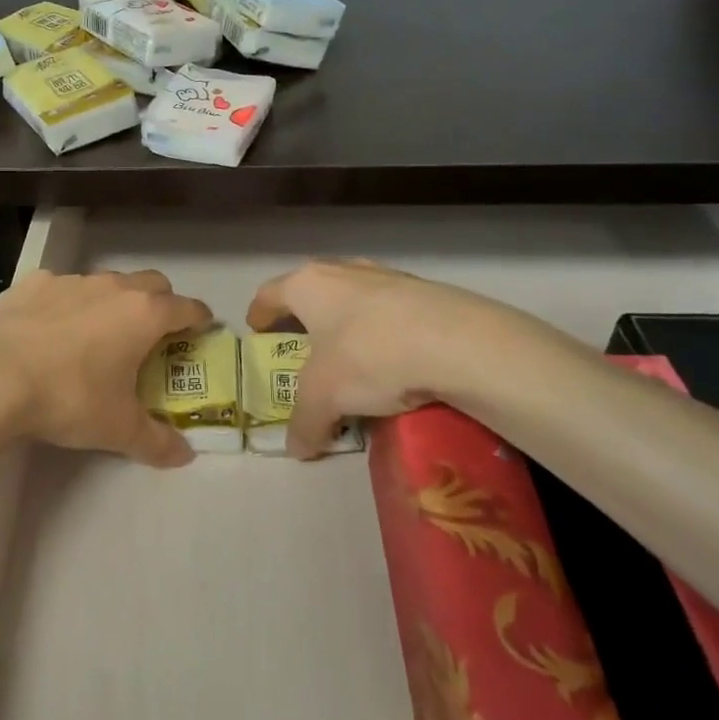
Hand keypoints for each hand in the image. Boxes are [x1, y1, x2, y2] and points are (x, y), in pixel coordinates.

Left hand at [0, 269, 212, 467]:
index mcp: (143, 315)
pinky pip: (61, 288)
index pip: (187, 308)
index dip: (199, 320)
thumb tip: (184, 456)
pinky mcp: (32, 283)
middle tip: (152, 335)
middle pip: (152, 283)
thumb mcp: (116, 428)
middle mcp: (112, 287)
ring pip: (106, 283)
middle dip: (160, 303)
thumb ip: (156, 441)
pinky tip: (49, 331)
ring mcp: (70, 280)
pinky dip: (67, 304)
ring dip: (112, 302)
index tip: (202, 331)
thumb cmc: (67, 397)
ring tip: (97, 335)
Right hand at [247, 259, 551, 458]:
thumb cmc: (370, 356)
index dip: (259, 314)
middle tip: (302, 344)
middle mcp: (343, 270)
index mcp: (308, 284)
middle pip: (312, 290)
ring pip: (354, 296)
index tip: (257, 331)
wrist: (461, 343)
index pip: (270, 294)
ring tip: (351, 354)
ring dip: (346, 321)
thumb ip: (304, 422)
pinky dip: (383, 330)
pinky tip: (395, 360)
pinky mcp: (426, 291)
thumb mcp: (325, 397)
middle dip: (304, 316)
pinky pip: (390, 310)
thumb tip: (297, 448)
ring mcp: (387, 276)